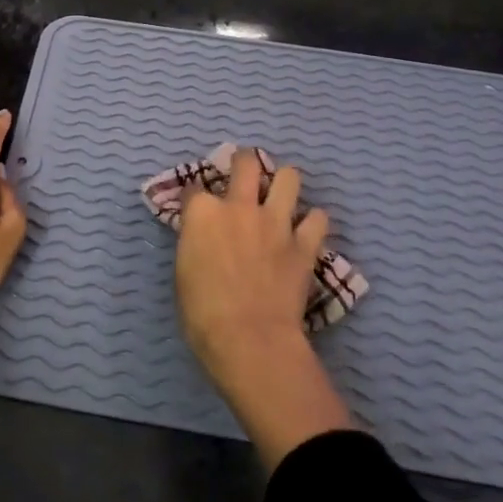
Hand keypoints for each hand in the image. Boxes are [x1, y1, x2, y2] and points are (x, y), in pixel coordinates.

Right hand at [175, 148, 351, 467]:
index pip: (194, 187)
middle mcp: (239, 206)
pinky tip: (306, 230)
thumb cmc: (203, 313)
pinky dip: (313, 221)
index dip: (196, 196)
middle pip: (245, 162)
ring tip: (281, 195)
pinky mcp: (304, 244)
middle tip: (245, 174)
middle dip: (244, 162)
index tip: (197, 207)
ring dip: (284, 183)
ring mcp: (276, 222)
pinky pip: (318, 218)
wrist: (249, 339)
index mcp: (202, 213)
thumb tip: (202, 237)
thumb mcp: (183, 272)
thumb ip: (194, 242)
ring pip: (289, 177)